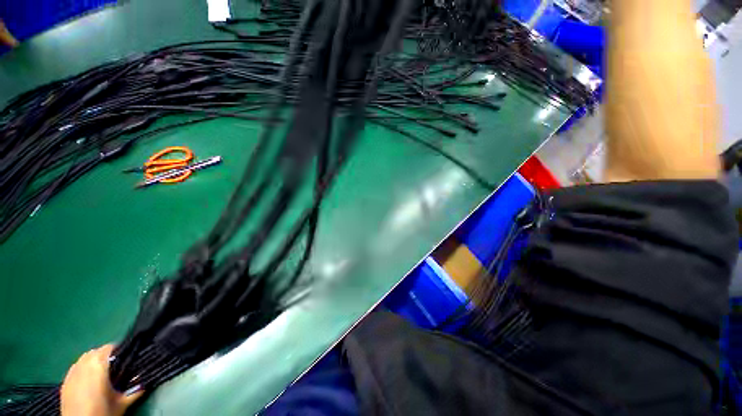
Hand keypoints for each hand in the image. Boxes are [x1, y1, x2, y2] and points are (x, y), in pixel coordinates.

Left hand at [61, 344, 143, 415]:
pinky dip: (83, 371)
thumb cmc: (102, 412)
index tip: (126, 357)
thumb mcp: (122, 403)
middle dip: (105, 356)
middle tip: (116, 367)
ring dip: (93, 362)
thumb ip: (135, 390)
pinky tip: (88, 383)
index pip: (109, 347)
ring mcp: (71, 373)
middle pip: (95, 352)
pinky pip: (76, 369)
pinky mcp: (65, 382)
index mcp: (98, 364)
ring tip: (102, 375)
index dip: (119, 350)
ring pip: (84, 359)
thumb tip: (146, 381)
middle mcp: (83, 364)